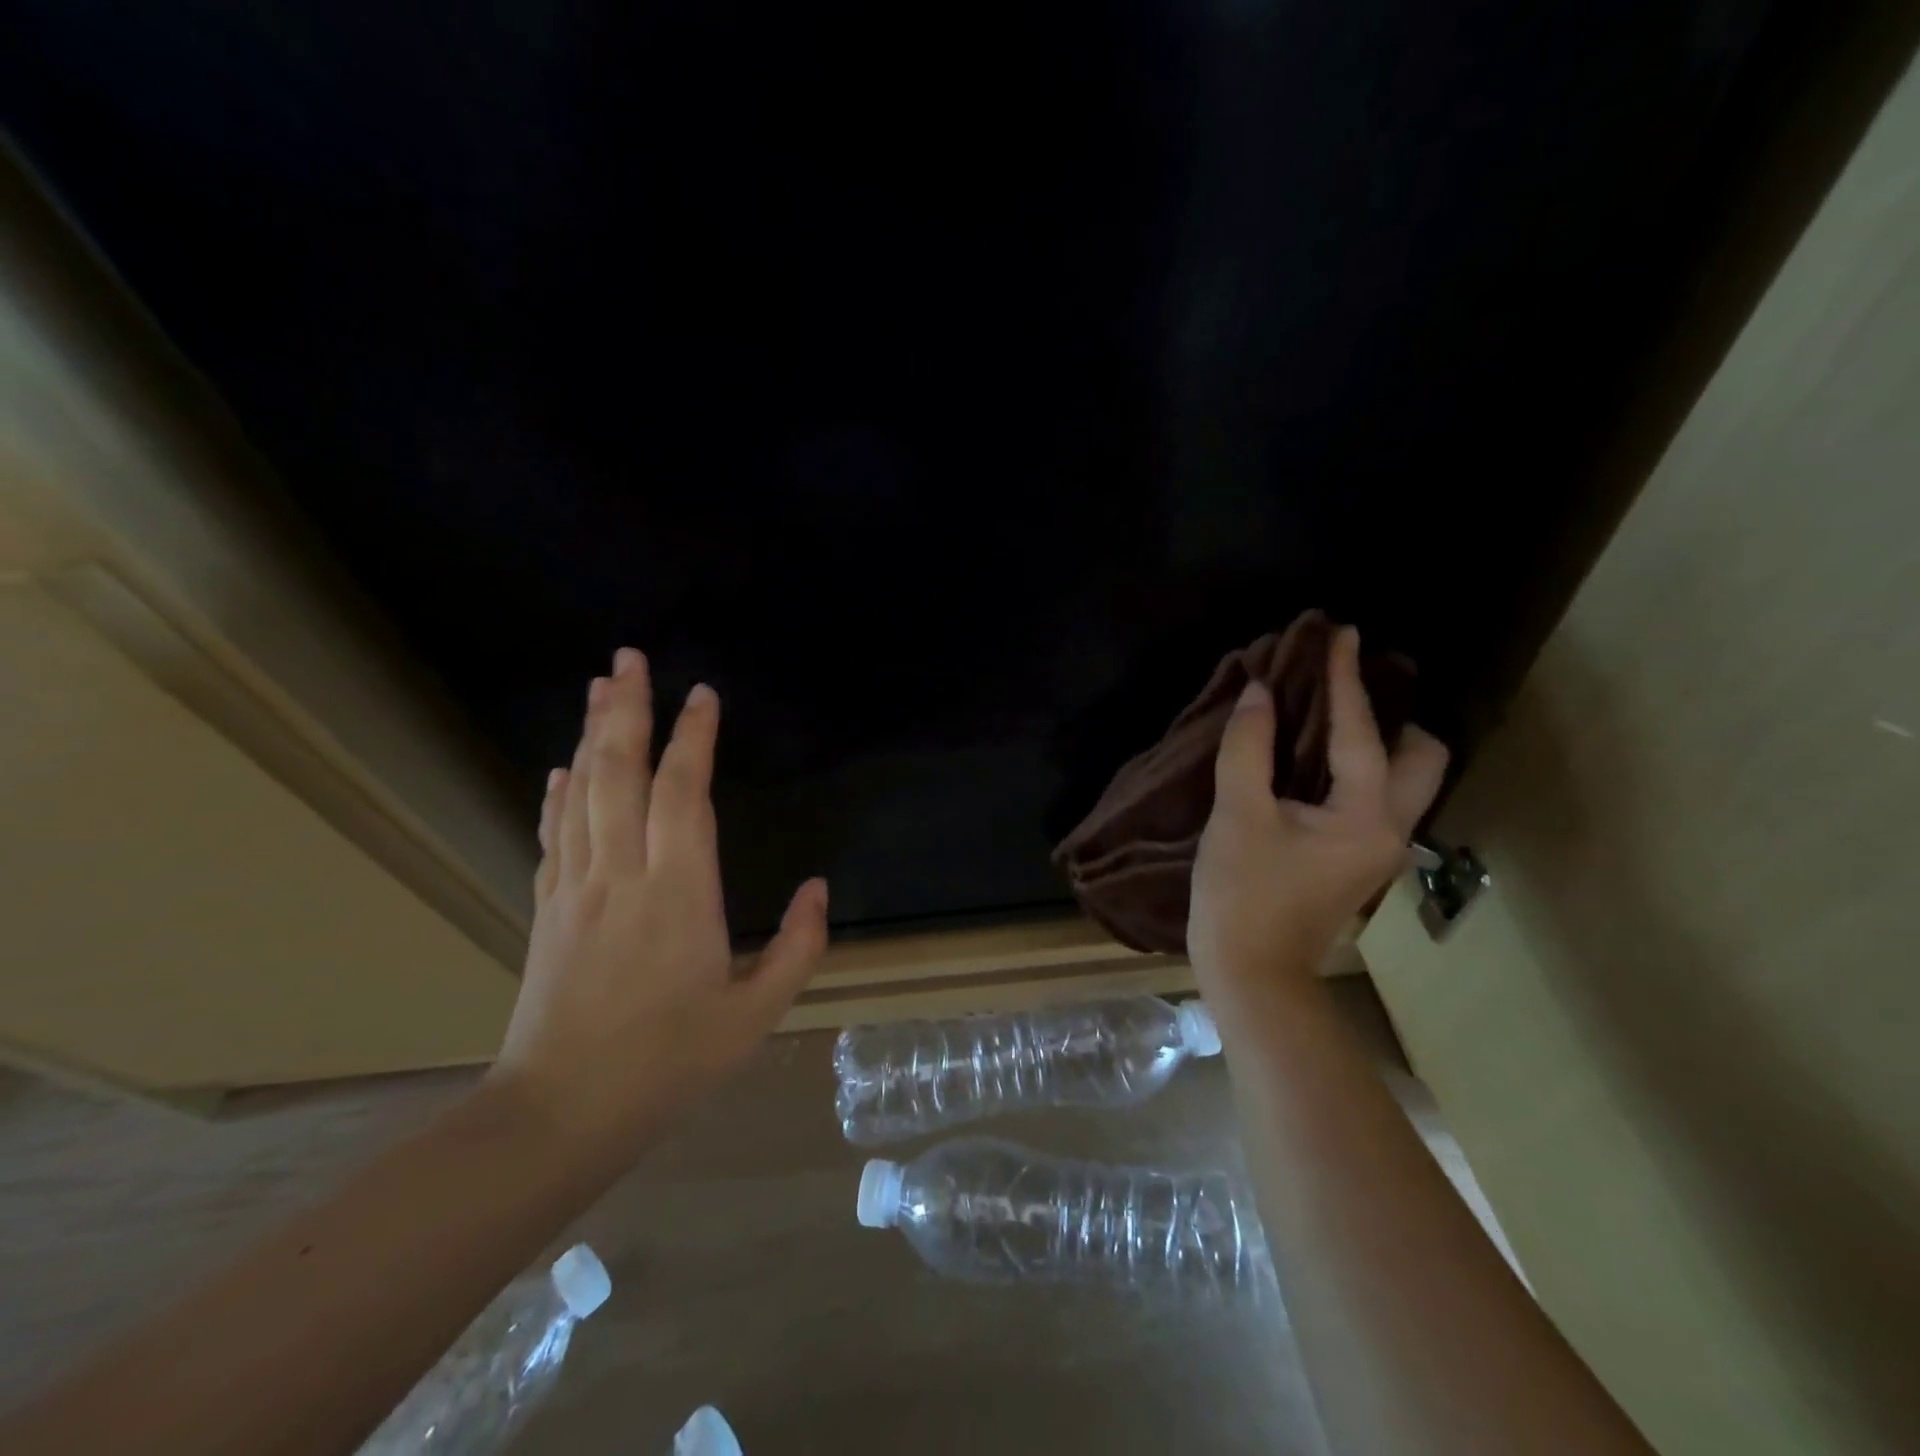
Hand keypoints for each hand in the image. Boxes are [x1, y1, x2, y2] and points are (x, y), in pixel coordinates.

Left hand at [491, 648, 828, 1165]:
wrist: (560, 1114)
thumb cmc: (669, 1063)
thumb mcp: (755, 1014)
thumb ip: (798, 947)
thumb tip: (820, 888)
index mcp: (679, 894)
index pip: (684, 793)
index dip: (693, 738)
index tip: (703, 696)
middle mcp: (622, 875)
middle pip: (620, 773)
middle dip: (626, 709)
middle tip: (629, 657)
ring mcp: (575, 889)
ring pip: (582, 793)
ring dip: (592, 734)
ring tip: (599, 687)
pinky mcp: (546, 910)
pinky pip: (554, 835)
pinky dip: (559, 793)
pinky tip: (562, 767)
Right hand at [1189, 626, 1448, 992]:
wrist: (1252, 971)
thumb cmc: (1242, 894)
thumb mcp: (1237, 816)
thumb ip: (1248, 748)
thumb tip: (1259, 693)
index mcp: (1365, 814)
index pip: (1359, 730)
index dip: (1344, 678)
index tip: (1339, 633)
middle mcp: (1391, 828)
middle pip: (1424, 756)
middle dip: (1394, 716)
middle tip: (1344, 695)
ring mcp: (1380, 848)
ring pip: (1406, 779)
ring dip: (1379, 742)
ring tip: (1330, 719)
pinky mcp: (1359, 859)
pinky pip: (1376, 796)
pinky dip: (1356, 768)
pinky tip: (1315, 761)